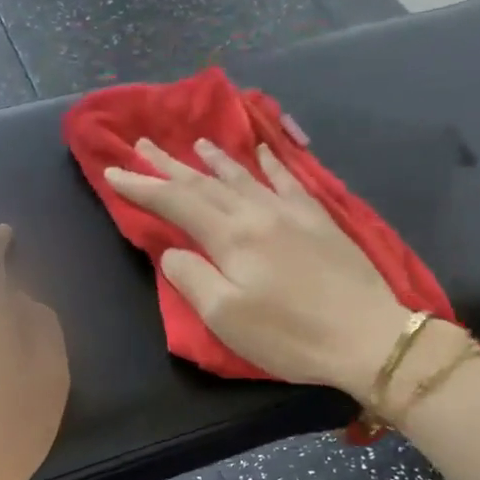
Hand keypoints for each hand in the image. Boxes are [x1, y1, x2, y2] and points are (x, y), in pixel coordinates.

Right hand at [104, 137, 413, 403]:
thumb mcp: (225, 317)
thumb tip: (173, 250)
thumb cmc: (289, 335)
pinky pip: (288, 180)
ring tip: (194, 143)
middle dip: (170, 165)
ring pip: (243, 176)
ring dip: (214, 159)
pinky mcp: (319, 220)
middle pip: (205, 182)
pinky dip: (270, 163)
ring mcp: (292, 212)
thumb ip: (192, 278)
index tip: (113, 171)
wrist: (366, 336)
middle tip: (142, 143)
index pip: (176, 202)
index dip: (142, 186)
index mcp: (231, 236)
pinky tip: (262, 152)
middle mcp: (258, 213)